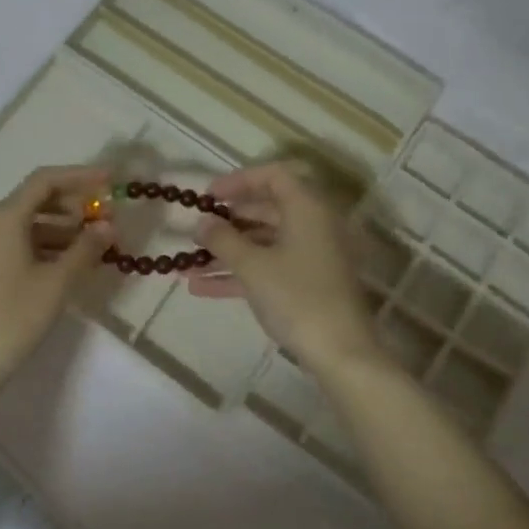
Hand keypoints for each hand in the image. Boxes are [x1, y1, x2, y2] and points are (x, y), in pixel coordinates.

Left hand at [0, 164, 111, 395]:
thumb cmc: (11, 318)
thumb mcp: (56, 283)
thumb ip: (86, 248)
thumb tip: (108, 225)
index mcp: (2, 218)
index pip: (45, 181)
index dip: (80, 176)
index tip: (110, 180)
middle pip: (34, 200)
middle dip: (73, 206)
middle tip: (106, 220)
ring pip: (24, 224)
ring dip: (60, 229)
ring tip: (93, 246)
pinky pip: (12, 243)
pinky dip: (41, 246)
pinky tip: (65, 264)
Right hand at [187, 162, 380, 371]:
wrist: (340, 352)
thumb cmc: (296, 297)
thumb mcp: (253, 266)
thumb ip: (223, 239)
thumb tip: (202, 222)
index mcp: (307, 208)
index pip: (273, 176)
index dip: (238, 181)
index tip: (207, 197)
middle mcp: (313, 225)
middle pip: (266, 210)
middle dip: (227, 222)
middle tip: (196, 231)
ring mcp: (311, 256)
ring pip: (264, 243)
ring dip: (227, 252)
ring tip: (187, 265)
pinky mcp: (308, 283)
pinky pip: (269, 267)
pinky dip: (240, 273)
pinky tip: (202, 287)